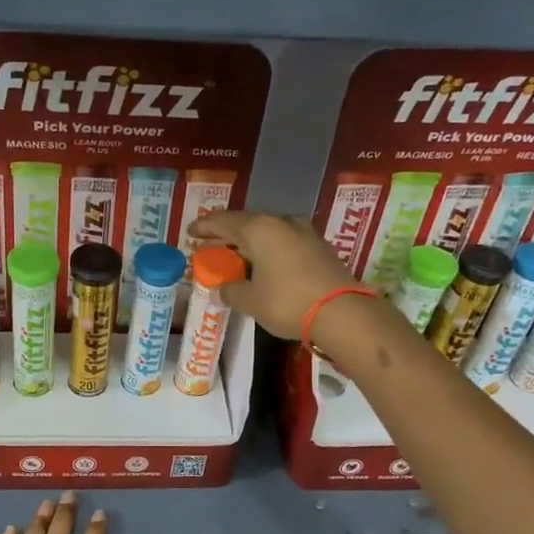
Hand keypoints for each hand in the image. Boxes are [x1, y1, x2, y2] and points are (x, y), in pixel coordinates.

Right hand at [189, 209, 356, 340]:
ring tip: (235, 254)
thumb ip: (232, 290)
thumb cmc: (288, 302)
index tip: (191, 232)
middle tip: (210, 244)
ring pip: (268, 232)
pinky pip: (284, 242)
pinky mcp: (319, 248)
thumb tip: (223, 288)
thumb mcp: (251, 301)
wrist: (342, 313)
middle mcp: (282, 222)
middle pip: (247, 223)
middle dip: (227, 234)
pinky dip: (269, 250)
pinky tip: (263, 263)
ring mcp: (305, 233)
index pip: (224, 221)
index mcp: (260, 228)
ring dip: (250, 242)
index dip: (205, 226)